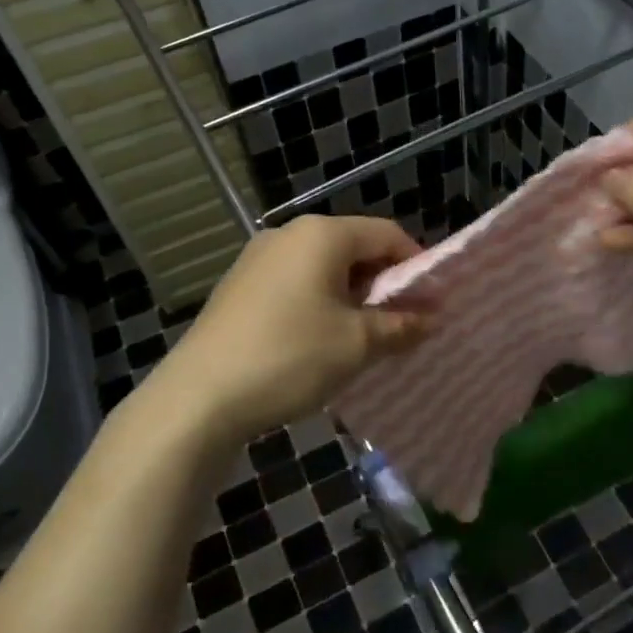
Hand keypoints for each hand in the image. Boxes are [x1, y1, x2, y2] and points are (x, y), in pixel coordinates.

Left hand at [147, 215, 431, 445]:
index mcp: (322, 235)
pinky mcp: (238, 287)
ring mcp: (257, 259)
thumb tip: (433, 317)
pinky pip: (295, 284)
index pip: (386, 234)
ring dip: (351, 297)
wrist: (199, 397)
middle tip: (401, 323)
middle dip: (383, 284)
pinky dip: (319, 304)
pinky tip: (319, 342)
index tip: (431, 301)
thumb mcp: (357, 344)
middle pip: (354, 248)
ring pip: (323, 269)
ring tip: (363, 338)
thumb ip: (401, 325)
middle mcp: (288, 235)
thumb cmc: (290, 357)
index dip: (416, 265)